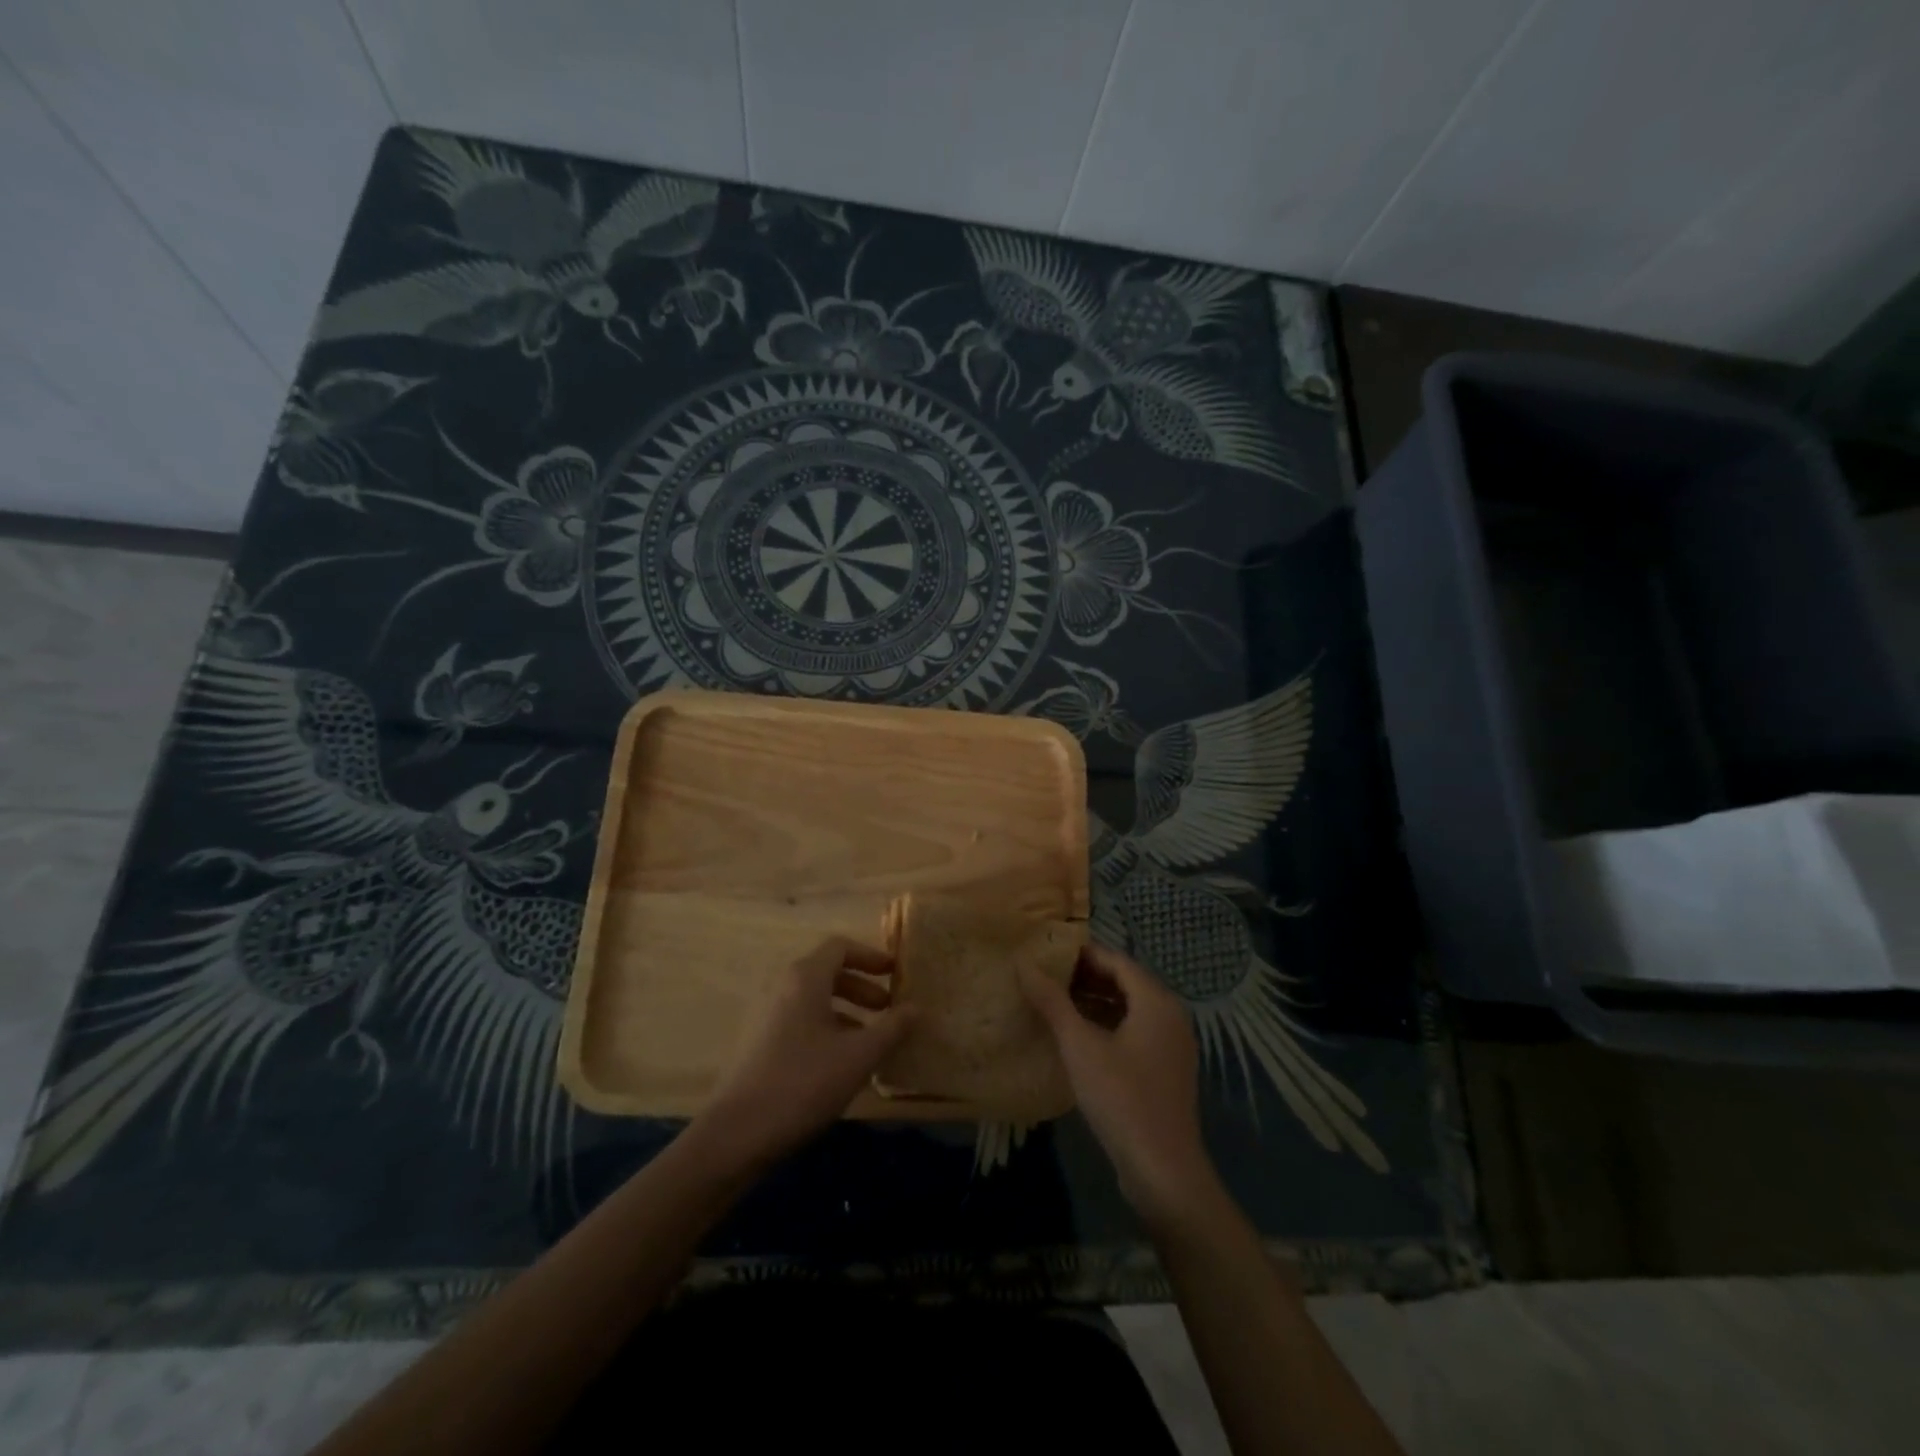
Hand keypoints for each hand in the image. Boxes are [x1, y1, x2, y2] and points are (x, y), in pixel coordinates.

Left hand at [695, 937, 910, 1172]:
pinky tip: (840, 1063)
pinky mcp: (757, 1042)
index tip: (896, 975)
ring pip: (814, 999)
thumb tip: (917, 1007)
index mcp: (805, 978)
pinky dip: (826, 1027)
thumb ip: (892, 1028)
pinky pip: (800, 1020)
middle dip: (862, 987)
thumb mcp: (859, 1056)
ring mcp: (765, 1014)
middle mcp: (781, 986)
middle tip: (888, 1011)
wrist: (736, 1134)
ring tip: (870, 1040)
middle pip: (827, 971)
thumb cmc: (803, 1083)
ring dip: (846, 1011)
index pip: (840, 947)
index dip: (871, 956)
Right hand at [1019, 942, 1218, 1229]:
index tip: (1046, 954)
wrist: (1163, 1171)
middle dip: (1086, 976)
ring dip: (1095, 1001)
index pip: (1116, 960)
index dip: (1081, 954)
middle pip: (1125, 981)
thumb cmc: (1121, 1098)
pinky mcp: (1167, 1069)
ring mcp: (1172, 1044)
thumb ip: (1052, 1002)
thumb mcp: (1079, 1046)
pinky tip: (1079, 1037)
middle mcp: (1171, 1014)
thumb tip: (1024, 965)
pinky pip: (1135, 1031)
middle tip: (1045, 977)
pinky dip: (1108, 1024)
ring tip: (1055, 1003)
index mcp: (1156, 1000)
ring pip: (1130, 1007)